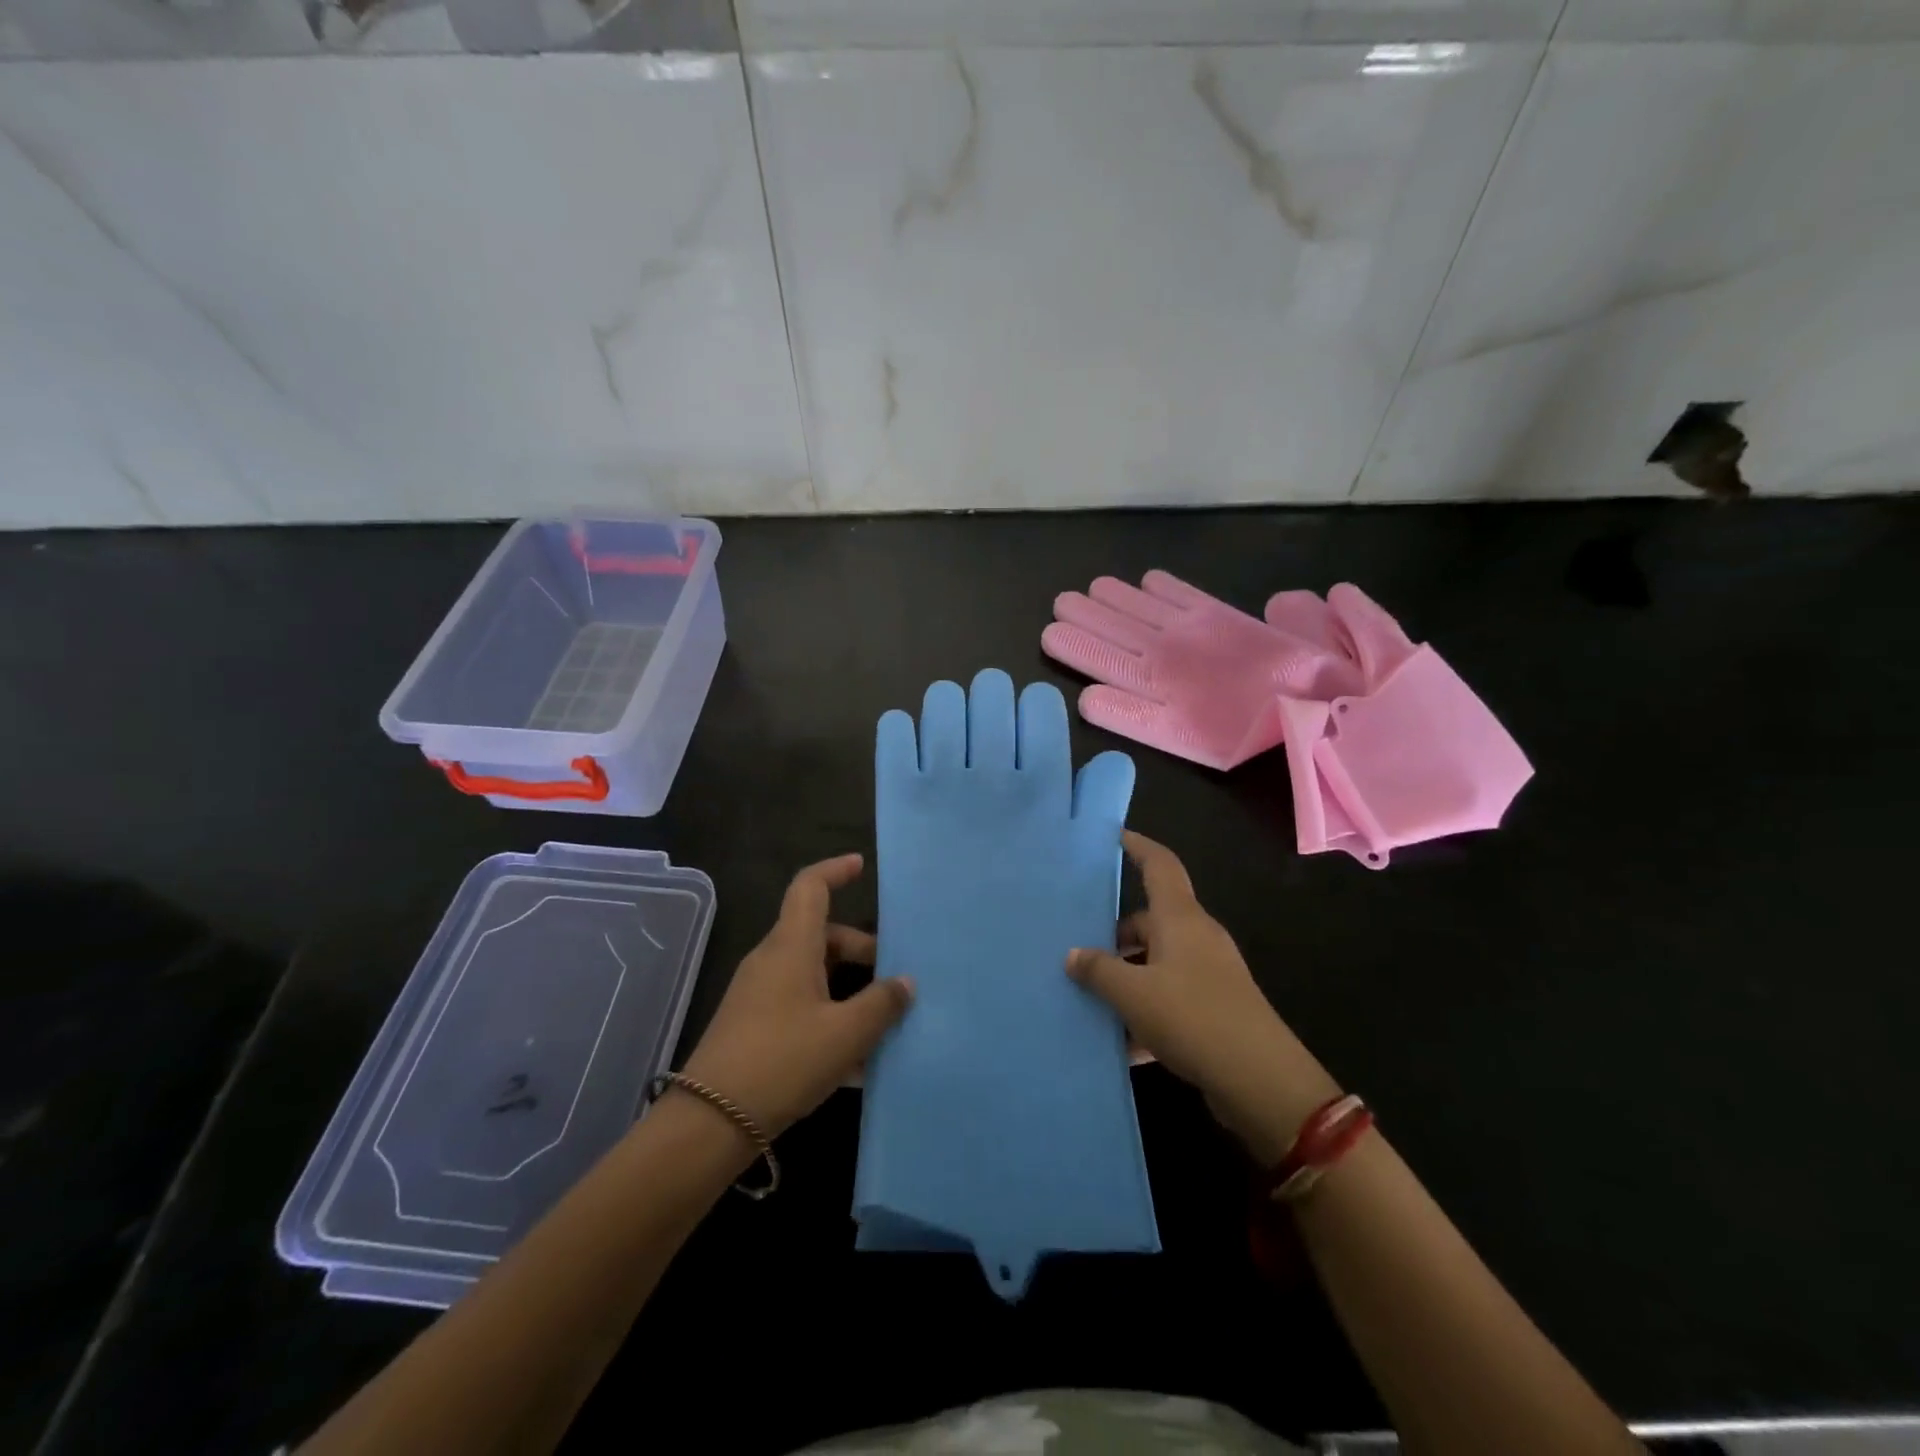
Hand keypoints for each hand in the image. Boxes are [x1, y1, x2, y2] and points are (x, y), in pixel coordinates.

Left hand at [683, 854, 913, 1137]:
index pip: (810, 887)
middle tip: (895, 978)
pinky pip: (800, 1004)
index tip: (862, 865)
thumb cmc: (783, 1061)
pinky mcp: (753, 1025)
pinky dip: (830, 1016)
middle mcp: (772, 960)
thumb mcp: (845, 1034)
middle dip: (861, 950)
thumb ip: (881, 1004)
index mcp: (791, 946)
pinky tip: (855, 1061)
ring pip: (813, 973)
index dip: (836, 870)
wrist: (709, 1123)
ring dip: (849, 989)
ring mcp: (759, 994)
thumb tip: (905, 982)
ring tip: (883, 1023)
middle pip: (821, 935)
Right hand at [1066, 832, 1340, 1163]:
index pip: (1160, 865)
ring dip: (1128, 976)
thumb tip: (1073, 955)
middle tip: (1078, 947)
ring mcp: (1210, 973)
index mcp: (1180, 919)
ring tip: (1091, 997)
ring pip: (1158, 961)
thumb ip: (1099, 971)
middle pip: (1151, 920)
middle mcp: (1197, 937)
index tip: (1113, 836)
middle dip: (1115, 933)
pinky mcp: (1216, 1007)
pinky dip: (1146, 1010)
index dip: (1137, 846)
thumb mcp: (1133, 994)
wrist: (1261, 1081)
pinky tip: (1122, 1042)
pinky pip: (1171, 996)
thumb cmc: (1193, 1018)